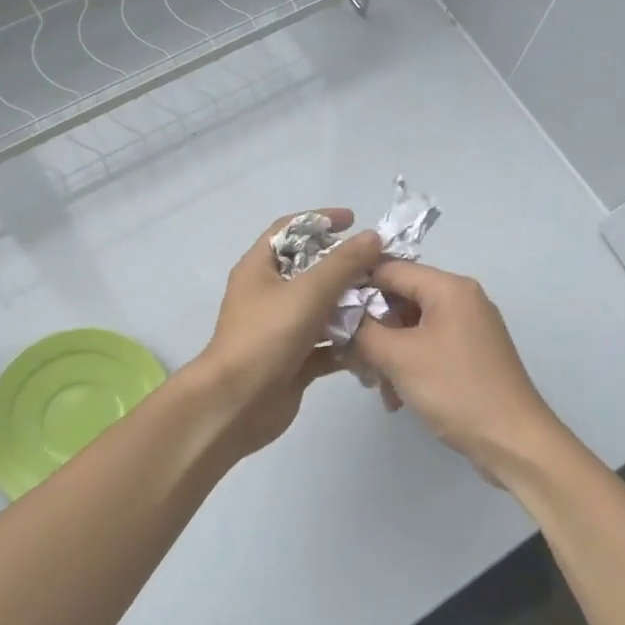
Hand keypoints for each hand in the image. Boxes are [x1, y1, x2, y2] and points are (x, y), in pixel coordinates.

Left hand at [197, 211, 383, 458]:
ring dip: (352, 307)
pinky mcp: (295, 360)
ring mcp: (282, 329)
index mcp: (260, 269)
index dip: (320, 220)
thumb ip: (342, 264)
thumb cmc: (265, 338)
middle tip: (382, 267)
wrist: (236, 405)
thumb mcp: (307, 292)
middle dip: (347, 268)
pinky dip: (348, 343)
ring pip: (323, 309)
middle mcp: (269, 295)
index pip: (289, 230)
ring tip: (387, 304)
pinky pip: (327, 344)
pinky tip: (376, 343)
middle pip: (312, 270)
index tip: (354, 220)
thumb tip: (372, 236)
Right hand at [349, 261, 559, 471]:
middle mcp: (462, 299)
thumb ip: (362, 330)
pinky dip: (407, 366)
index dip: (355, 285)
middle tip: (349, 356)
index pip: (390, 268)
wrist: (513, 441)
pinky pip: (427, 348)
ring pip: (411, 327)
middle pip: (401, 298)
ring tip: (373, 385)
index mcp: (449, 288)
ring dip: (386, 353)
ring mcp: (469, 328)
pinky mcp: (470, 356)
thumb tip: (338, 314)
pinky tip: (395, 397)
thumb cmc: (456, 390)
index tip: (326, 310)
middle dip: (371, 327)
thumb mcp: (399, 357)